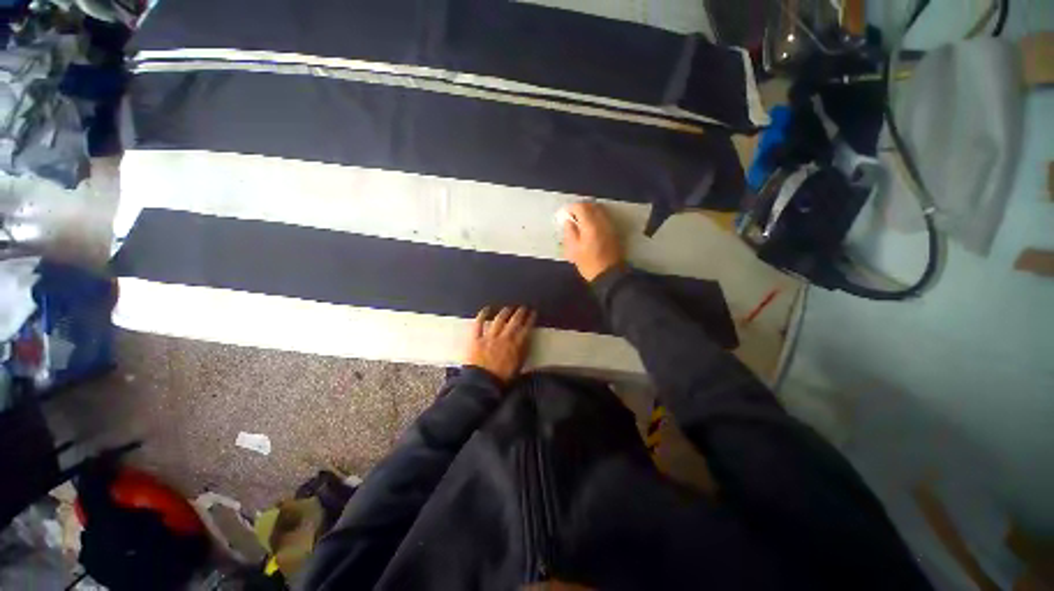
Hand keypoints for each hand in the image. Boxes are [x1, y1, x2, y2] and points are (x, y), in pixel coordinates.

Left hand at [463, 306, 535, 382]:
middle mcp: (504, 338)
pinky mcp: (476, 339)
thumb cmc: (502, 379)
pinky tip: (486, 309)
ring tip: (509, 308)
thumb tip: (527, 340)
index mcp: (516, 345)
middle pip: (514, 321)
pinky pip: (479, 324)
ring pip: (499, 320)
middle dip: (520, 312)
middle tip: (523, 307)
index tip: (533, 312)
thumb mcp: (519, 366)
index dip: (530, 319)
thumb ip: (523, 351)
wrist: (482, 385)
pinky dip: (482, 315)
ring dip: (505, 312)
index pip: (526, 328)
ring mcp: (489, 337)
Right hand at [561, 202, 624, 281]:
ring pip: (599, 209)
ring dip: (589, 211)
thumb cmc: (588, 264)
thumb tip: (568, 220)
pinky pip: (604, 216)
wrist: (609, 275)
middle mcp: (602, 221)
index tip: (565, 215)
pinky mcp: (615, 230)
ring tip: (580, 221)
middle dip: (580, 208)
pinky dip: (596, 216)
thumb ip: (570, 232)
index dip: (571, 209)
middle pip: (591, 205)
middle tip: (572, 217)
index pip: (580, 207)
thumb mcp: (574, 250)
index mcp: (590, 225)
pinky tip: (590, 226)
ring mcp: (610, 225)